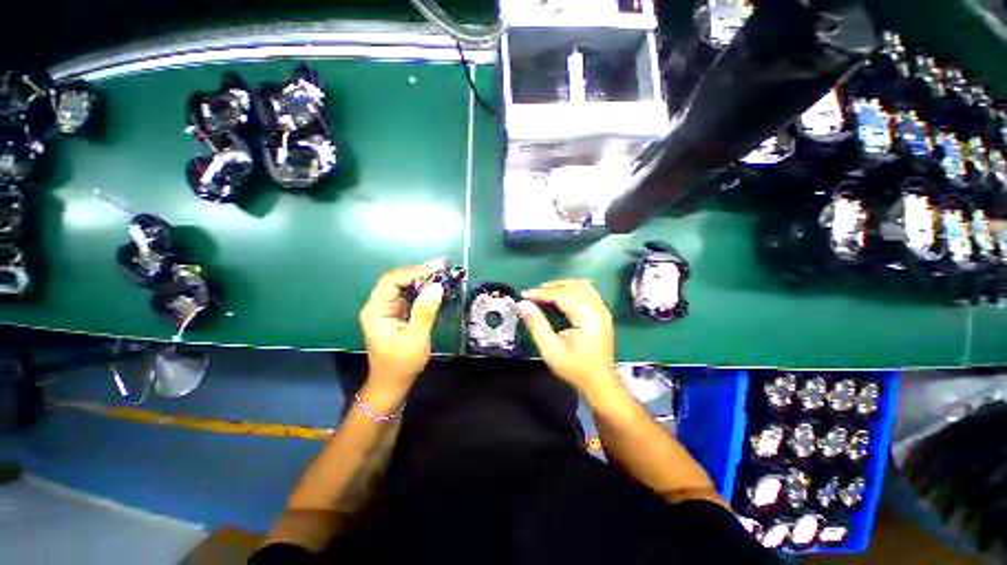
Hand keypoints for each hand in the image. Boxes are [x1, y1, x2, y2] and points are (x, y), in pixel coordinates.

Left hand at [359, 261, 444, 406]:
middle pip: (395, 280)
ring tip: (440, 274)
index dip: (413, 271)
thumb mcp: (415, 339)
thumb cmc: (401, 364)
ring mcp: (386, 309)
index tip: (436, 268)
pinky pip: (407, 295)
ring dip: (420, 279)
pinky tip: (433, 287)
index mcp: (376, 311)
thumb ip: (425, 312)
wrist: (392, 383)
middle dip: (418, 272)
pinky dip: (420, 289)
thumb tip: (437, 286)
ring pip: (402, 286)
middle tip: (441, 268)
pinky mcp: (395, 313)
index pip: (391, 281)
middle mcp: (378, 306)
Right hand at [517, 279, 619, 396]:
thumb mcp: (551, 350)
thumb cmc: (575, 368)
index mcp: (587, 317)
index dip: (541, 293)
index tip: (524, 295)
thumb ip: (537, 325)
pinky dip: (573, 289)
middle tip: (533, 294)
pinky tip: (562, 295)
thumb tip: (523, 305)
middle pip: (572, 287)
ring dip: (562, 285)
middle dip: (550, 287)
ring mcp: (602, 310)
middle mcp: (597, 309)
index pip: (562, 295)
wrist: (599, 382)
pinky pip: (588, 291)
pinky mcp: (602, 313)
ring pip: (582, 286)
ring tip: (545, 292)